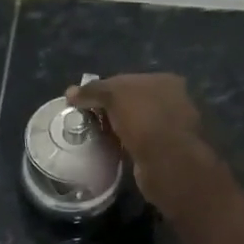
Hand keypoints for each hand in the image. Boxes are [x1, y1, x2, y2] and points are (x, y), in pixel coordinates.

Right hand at [69, 73, 222, 215]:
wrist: (169, 163)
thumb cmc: (145, 120)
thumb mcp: (115, 96)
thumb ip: (93, 91)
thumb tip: (70, 93)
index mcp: (164, 81)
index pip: (126, 80)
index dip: (102, 89)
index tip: (83, 103)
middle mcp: (172, 100)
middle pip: (131, 101)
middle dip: (110, 110)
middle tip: (87, 120)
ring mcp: (171, 127)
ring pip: (135, 123)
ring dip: (117, 129)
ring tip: (95, 136)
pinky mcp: (166, 151)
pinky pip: (139, 143)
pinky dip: (125, 145)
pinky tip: (111, 150)